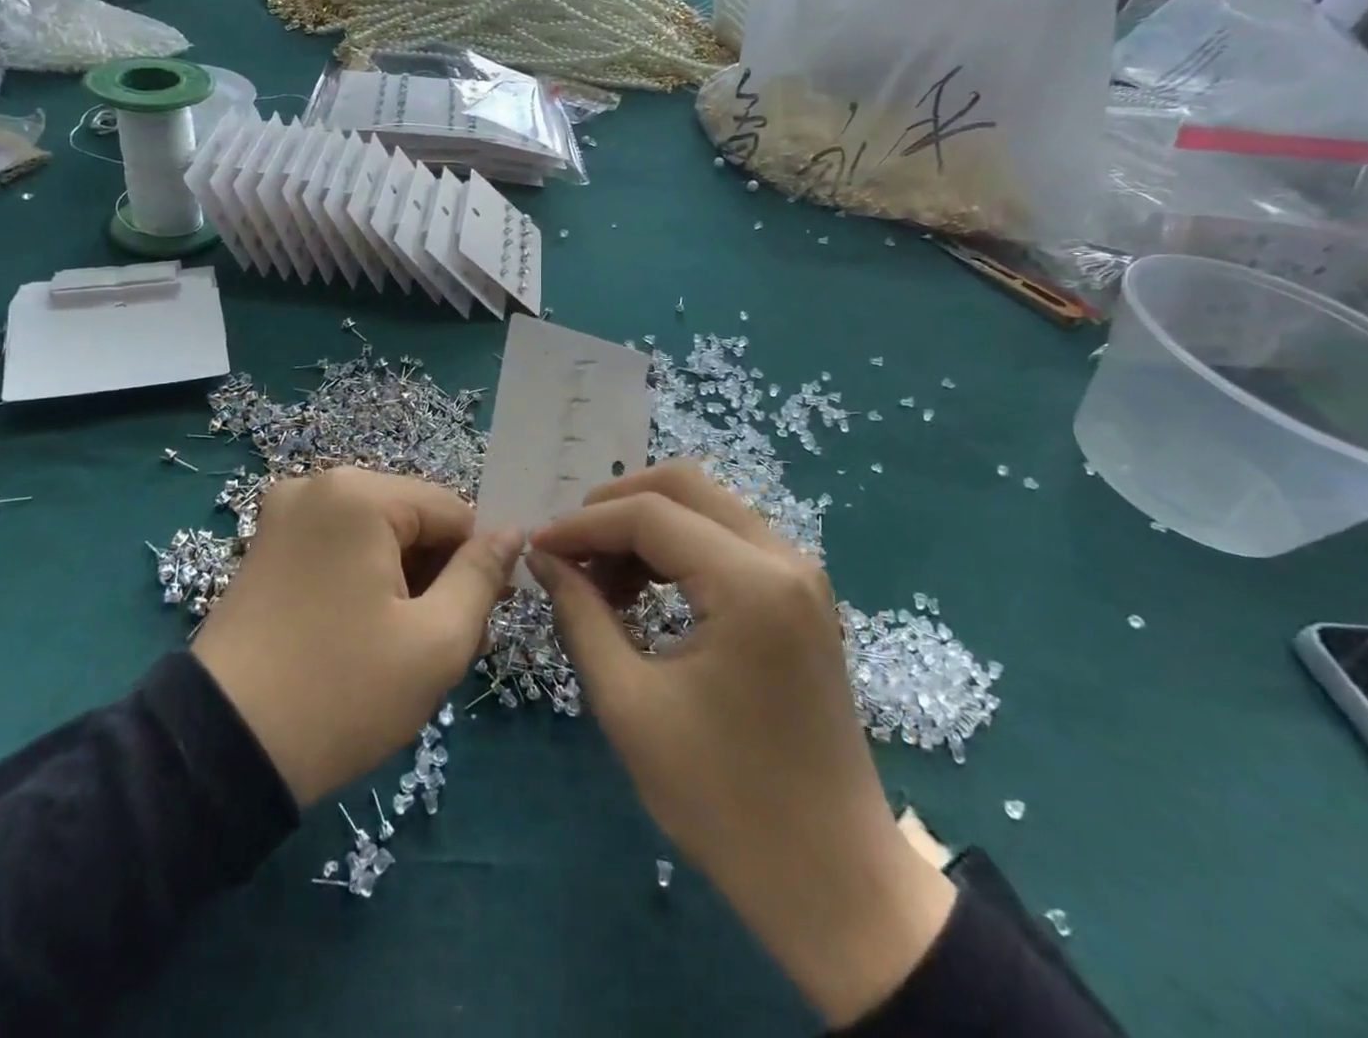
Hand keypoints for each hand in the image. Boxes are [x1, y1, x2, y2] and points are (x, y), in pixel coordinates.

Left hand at [192, 468, 521, 807]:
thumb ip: (482, 576)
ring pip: (377, 536)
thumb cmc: (342, 692)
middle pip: (413, 519)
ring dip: (405, 581)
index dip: (477, 562)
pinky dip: (366, 582)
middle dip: (439, 574)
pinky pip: (340, 548)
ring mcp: (284, 515)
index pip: (452, 510)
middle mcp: (317, 486)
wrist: (219, 754)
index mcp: (358, 494)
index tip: (484, 619)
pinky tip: (369, 634)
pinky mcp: (267, 548)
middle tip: (450, 641)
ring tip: (410, 646)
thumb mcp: (436, 641)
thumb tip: (513, 533)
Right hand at [528, 462, 955, 1026]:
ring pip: (707, 506)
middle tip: (569, 549)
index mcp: (750, 582)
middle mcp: (783, 558)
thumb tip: (543, 558)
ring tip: (600, 580)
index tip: (536, 548)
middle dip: (615, 506)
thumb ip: (581, 614)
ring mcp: (800, 574)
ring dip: (646, 526)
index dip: (582, 524)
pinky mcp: (800, 597)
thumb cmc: (724, 800)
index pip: (648, 514)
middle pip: (684, 485)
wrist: (832, 881)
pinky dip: (678, 549)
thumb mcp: (630, 705)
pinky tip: (643, 593)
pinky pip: (728, 541)